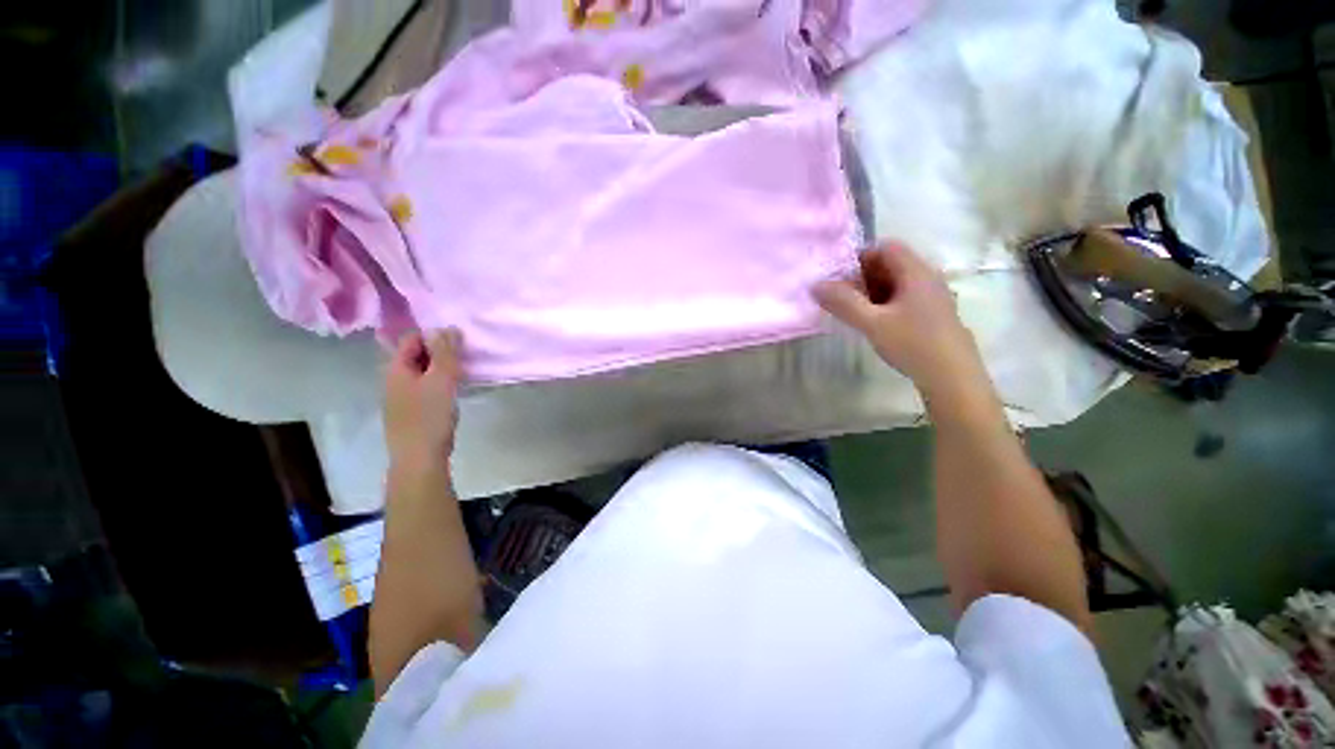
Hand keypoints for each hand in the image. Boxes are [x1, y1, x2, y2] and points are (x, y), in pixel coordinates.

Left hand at [384, 329, 462, 476]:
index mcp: (395, 368)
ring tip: (454, 389)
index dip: (434, 337)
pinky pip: (418, 399)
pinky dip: (432, 397)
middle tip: (458, 368)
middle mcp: (390, 383)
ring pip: (417, 380)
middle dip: (436, 358)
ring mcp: (395, 405)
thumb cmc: (429, 419)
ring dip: (435, 379)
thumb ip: (445, 350)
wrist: (418, 467)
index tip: (455, 350)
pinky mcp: (404, 423)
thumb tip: (447, 328)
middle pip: (414, 358)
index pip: (412, 337)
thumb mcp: (442, 378)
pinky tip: (445, 411)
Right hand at [814, 243, 984, 398]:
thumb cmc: (915, 346)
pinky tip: (888, 332)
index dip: (861, 259)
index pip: (885, 247)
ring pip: (904, 284)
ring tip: (866, 318)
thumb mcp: (874, 325)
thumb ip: (844, 303)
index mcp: (915, 270)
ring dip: (882, 295)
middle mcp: (930, 277)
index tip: (843, 281)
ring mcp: (938, 298)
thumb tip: (816, 285)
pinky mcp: (941, 318)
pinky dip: (896, 307)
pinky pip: (914, 301)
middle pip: (895, 264)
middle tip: (850, 301)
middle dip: (869, 278)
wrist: (955, 381)